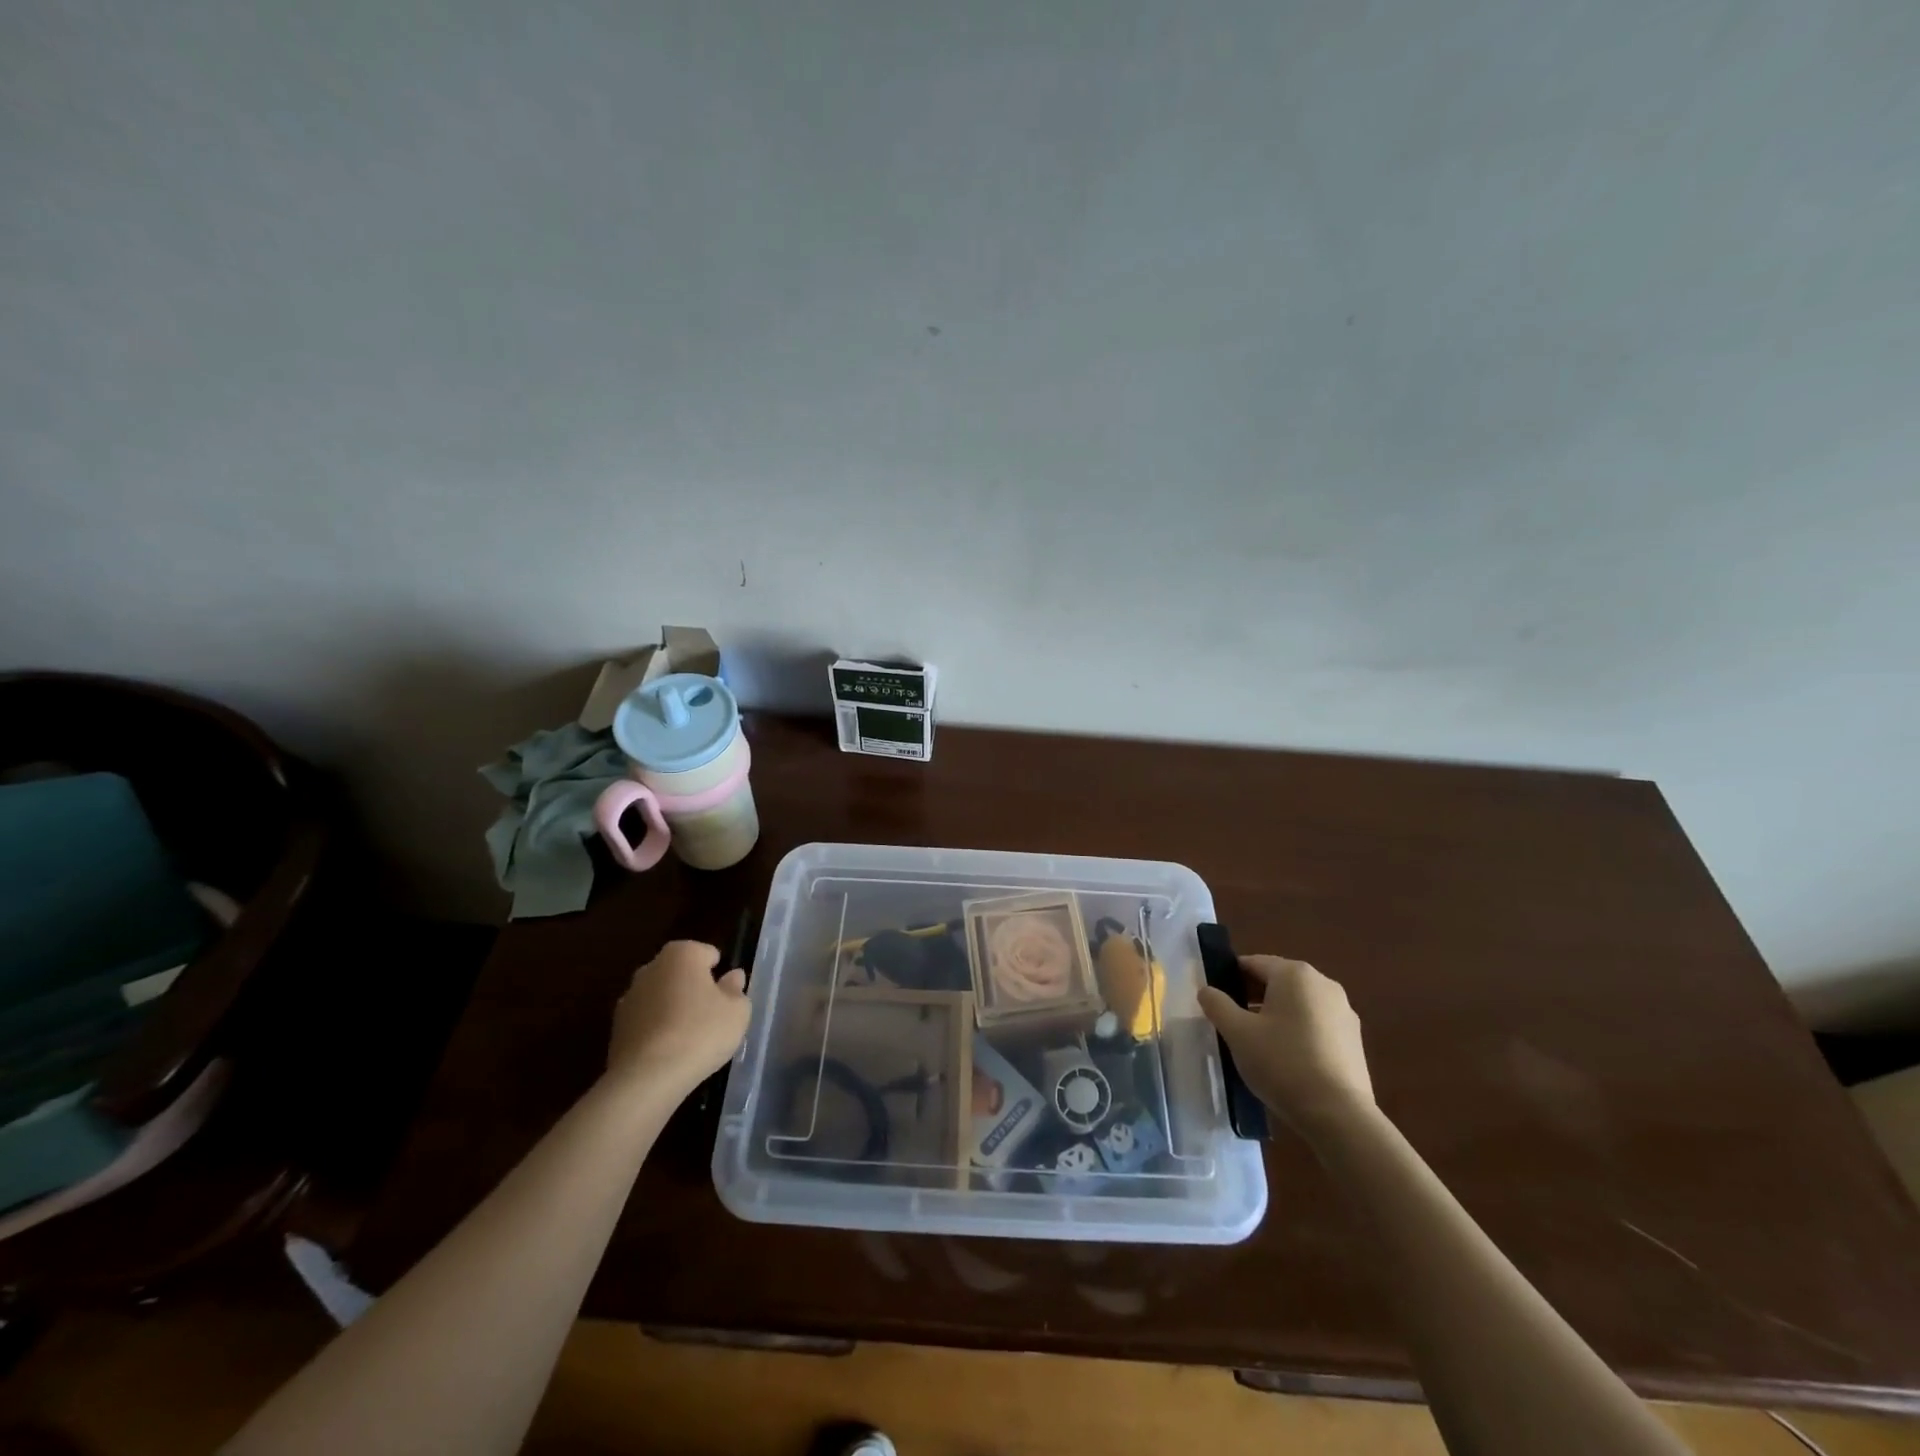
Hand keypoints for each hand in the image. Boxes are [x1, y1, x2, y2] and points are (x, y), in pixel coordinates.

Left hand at [606, 940, 751, 1094]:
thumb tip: (732, 977)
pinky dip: (656, 1030)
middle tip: (710, 1017)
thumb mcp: (737, 1012)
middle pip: (680, 973)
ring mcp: (629, 997)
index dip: (719, 974)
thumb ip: (736, 990)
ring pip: (660, 997)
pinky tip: (668, 1053)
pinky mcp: (616, 1028)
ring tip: (689, 1039)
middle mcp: (651, 968)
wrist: (646, 1078)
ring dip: (672, 1009)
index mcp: (682, 954)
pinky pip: (645, 1022)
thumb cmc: (700, 1033)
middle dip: (693, 989)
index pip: (707, 953)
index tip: (726, 998)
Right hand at [1199, 956, 1373, 1131]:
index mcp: (1295, 974)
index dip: (1229, 978)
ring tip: (1257, 1044)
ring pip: (1298, 1004)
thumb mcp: (1237, 1033)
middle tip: (1231, 1023)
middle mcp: (1323, 984)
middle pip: (1277, 981)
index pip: (1253, 963)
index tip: (1215, 1000)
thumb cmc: (1282, 1063)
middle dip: (1252, 997)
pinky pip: (1316, 1024)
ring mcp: (1343, 1012)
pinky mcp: (1354, 1040)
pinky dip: (1297, 1032)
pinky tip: (1286, 1059)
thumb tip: (1207, 990)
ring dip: (1275, 1015)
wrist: (1339, 1116)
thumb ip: (1217, 1004)